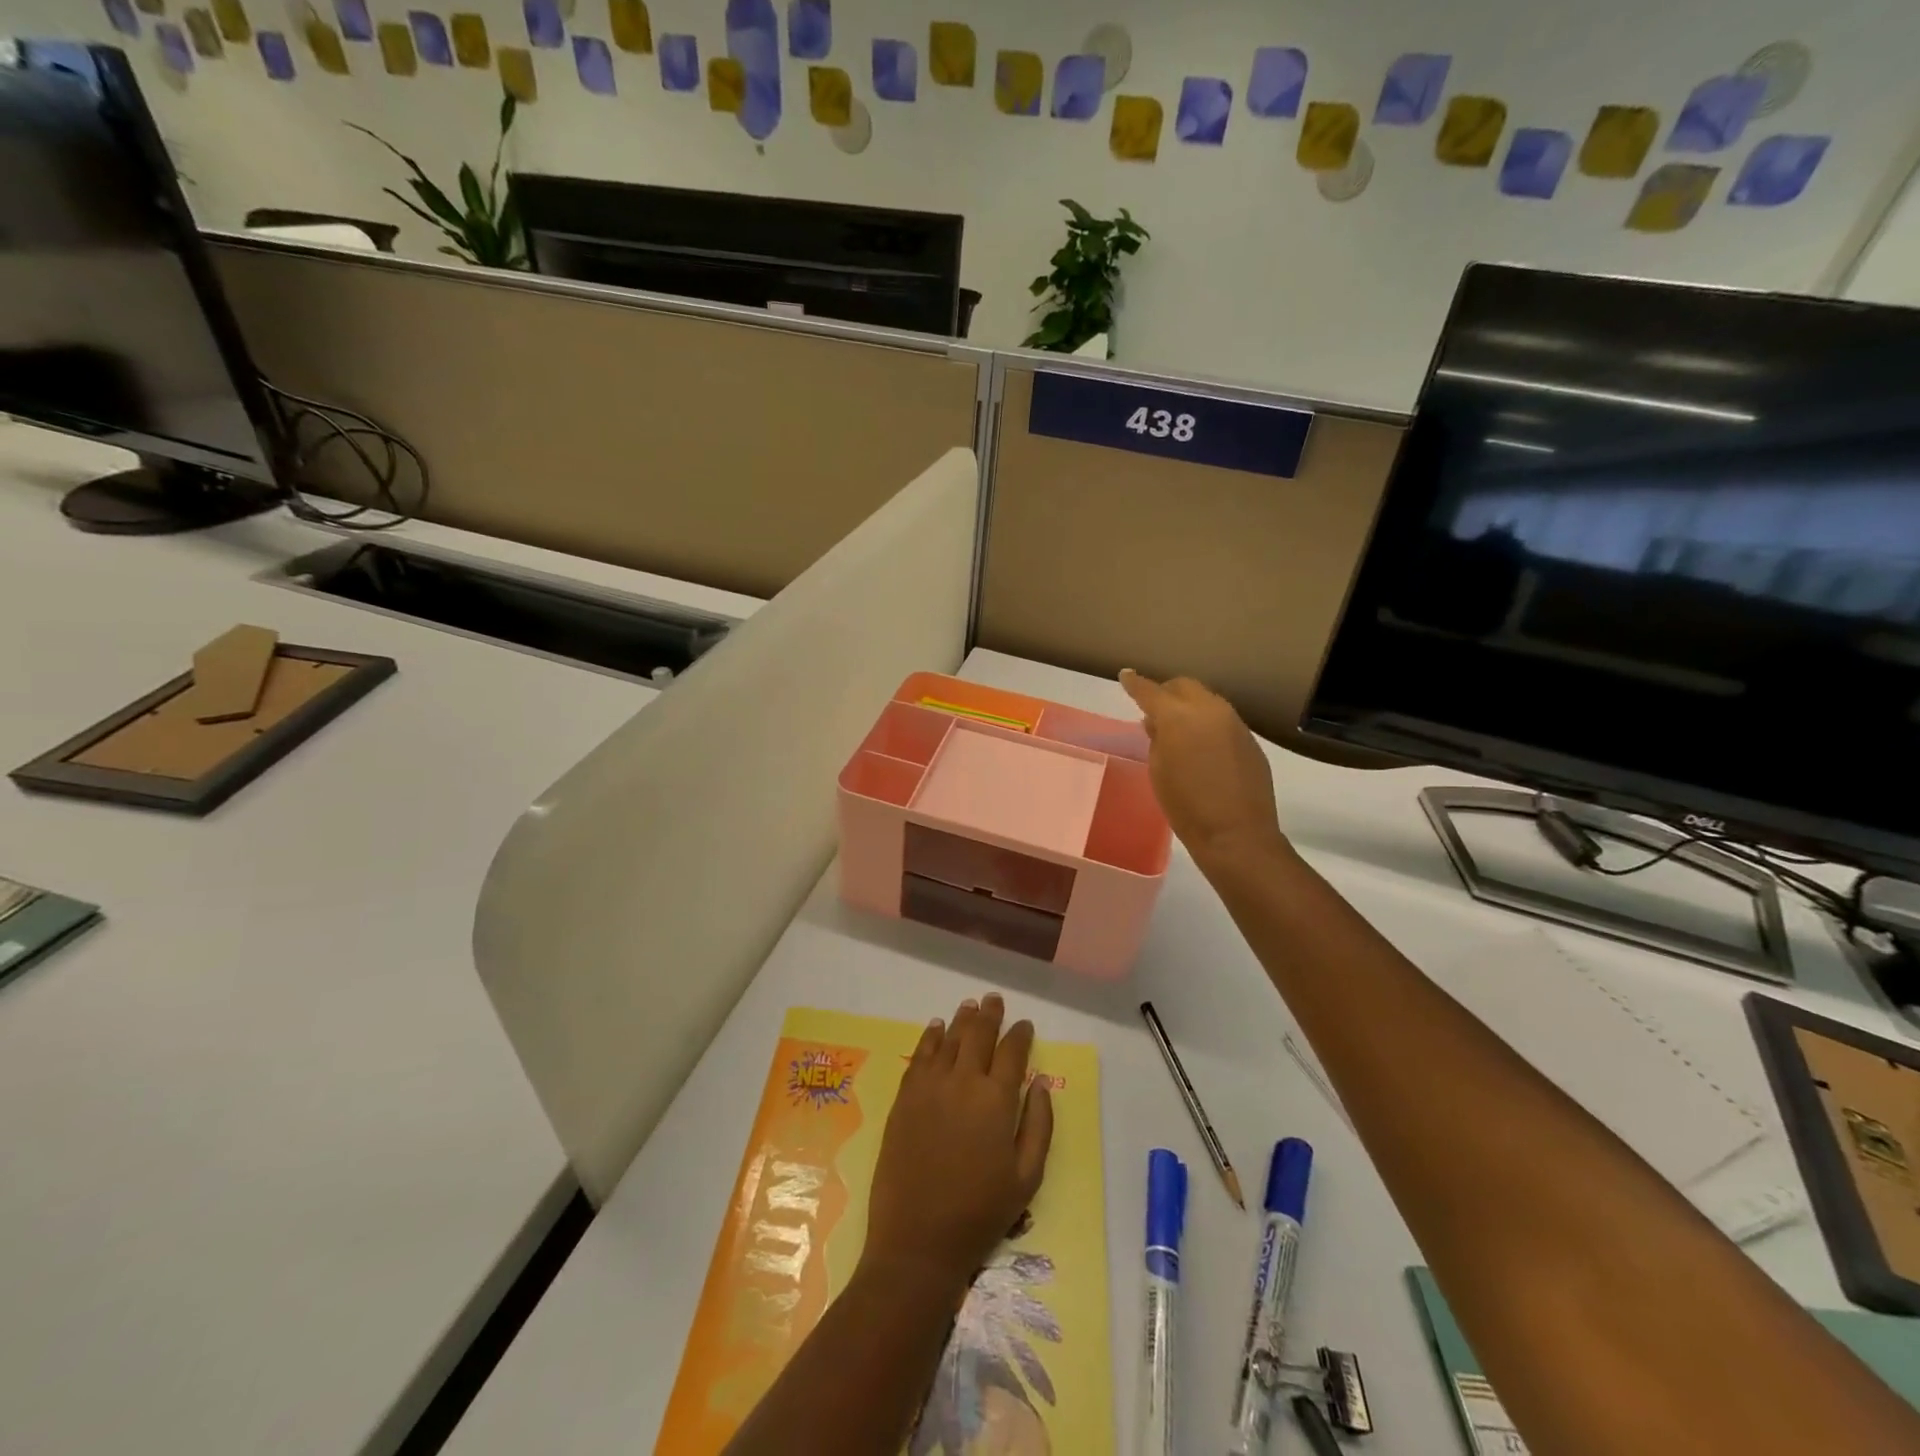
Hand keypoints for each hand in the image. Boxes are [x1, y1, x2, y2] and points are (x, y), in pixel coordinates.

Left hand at [862, 994, 1053, 1297]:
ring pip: (949, 1038)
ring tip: (970, 1006)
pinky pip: (920, 1055)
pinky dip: (930, 1036)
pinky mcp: (905, 1097)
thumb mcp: (1026, 1177)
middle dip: (990, 1015)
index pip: (1012, 1052)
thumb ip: (1039, 1125)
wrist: (918, 1240)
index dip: (1020, 1034)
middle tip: (994, 1000)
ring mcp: (930, 1086)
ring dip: (962, 1019)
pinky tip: (936, 1027)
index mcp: (997, 1100)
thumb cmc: (980, 1213)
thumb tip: (1041, 1084)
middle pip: (979, 1035)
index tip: (1024, 1024)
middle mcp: (963, 1081)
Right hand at [1120, 669, 1284, 861]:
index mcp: (1178, 716)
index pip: (1151, 691)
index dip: (1135, 683)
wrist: (1237, 833)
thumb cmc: (1186, 806)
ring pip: (1207, 700)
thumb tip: (1159, 723)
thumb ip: (1157, 740)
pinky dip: (1207, 724)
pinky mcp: (1250, 739)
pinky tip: (1202, 747)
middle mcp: (1209, 710)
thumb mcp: (1158, 771)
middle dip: (1166, 692)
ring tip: (1178, 729)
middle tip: (1153, 708)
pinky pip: (1223, 720)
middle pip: (1184, 686)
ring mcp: (1234, 723)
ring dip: (1190, 707)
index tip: (1126, 676)